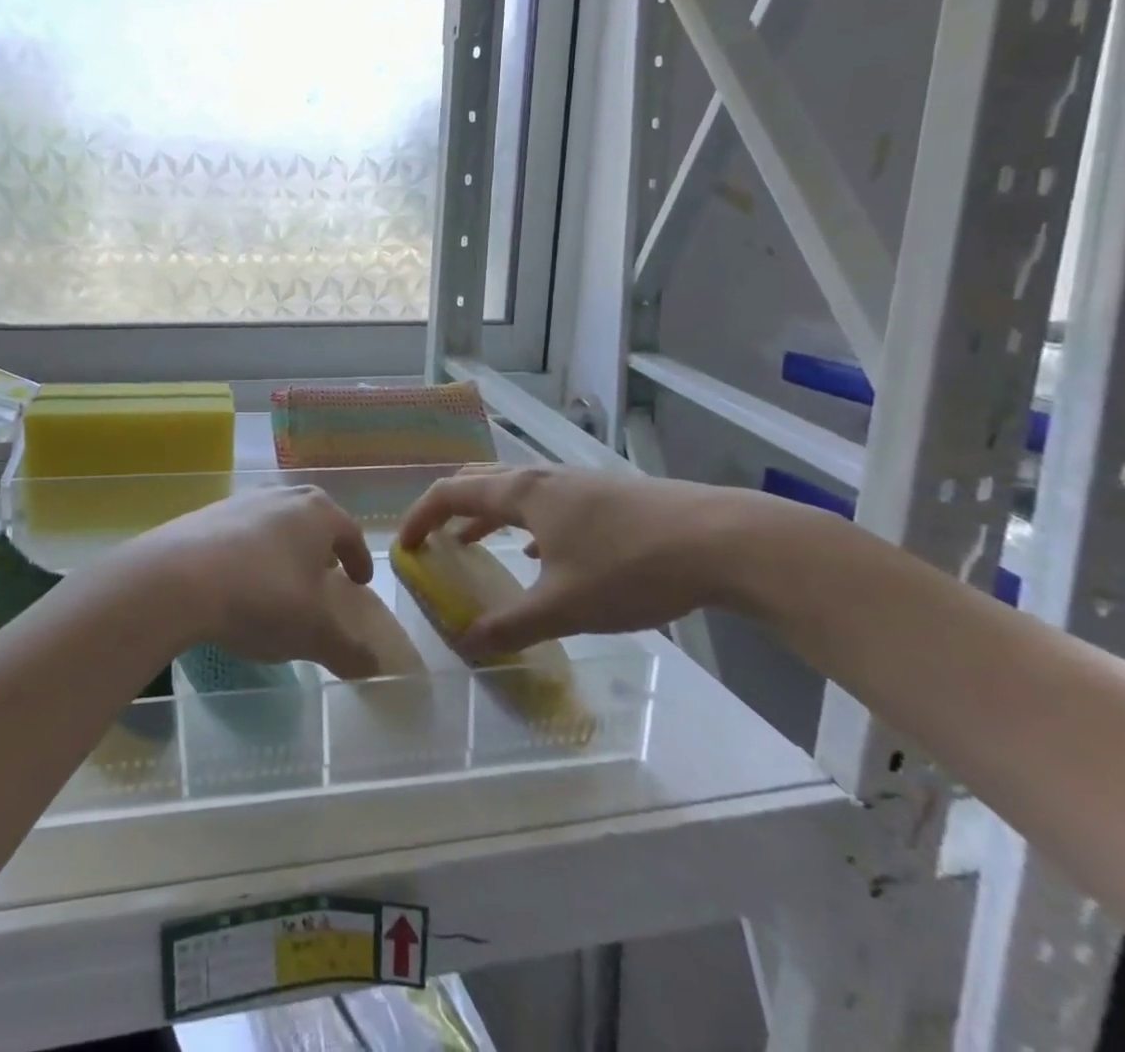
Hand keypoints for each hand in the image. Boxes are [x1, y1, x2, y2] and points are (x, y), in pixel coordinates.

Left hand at [131, 487, 381, 679]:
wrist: (178, 579)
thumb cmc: (262, 596)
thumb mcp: (312, 632)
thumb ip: (346, 650)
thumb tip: (374, 667)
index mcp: (318, 514)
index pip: (350, 532)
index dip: (358, 558)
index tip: (359, 580)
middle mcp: (283, 497)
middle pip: (312, 514)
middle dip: (322, 542)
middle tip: (324, 571)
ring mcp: (242, 500)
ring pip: (275, 518)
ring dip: (283, 543)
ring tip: (280, 576)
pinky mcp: (206, 513)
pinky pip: (240, 530)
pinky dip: (249, 549)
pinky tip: (238, 578)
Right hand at [397, 465, 749, 656]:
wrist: (721, 540)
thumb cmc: (630, 567)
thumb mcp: (564, 606)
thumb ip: (510, 626)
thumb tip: (466, 645)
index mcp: (521, 493)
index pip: (450, 493)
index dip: (419, 517)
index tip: (403, 547)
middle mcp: (542, 478)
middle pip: (478, 481)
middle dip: (447, 507)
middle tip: (431, 539)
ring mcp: (576, 483)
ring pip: (513, 491)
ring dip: (484, 514)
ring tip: (472, 544)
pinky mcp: (605, 496)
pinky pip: (545, 503)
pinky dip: (522, 522)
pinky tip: (539, 552)